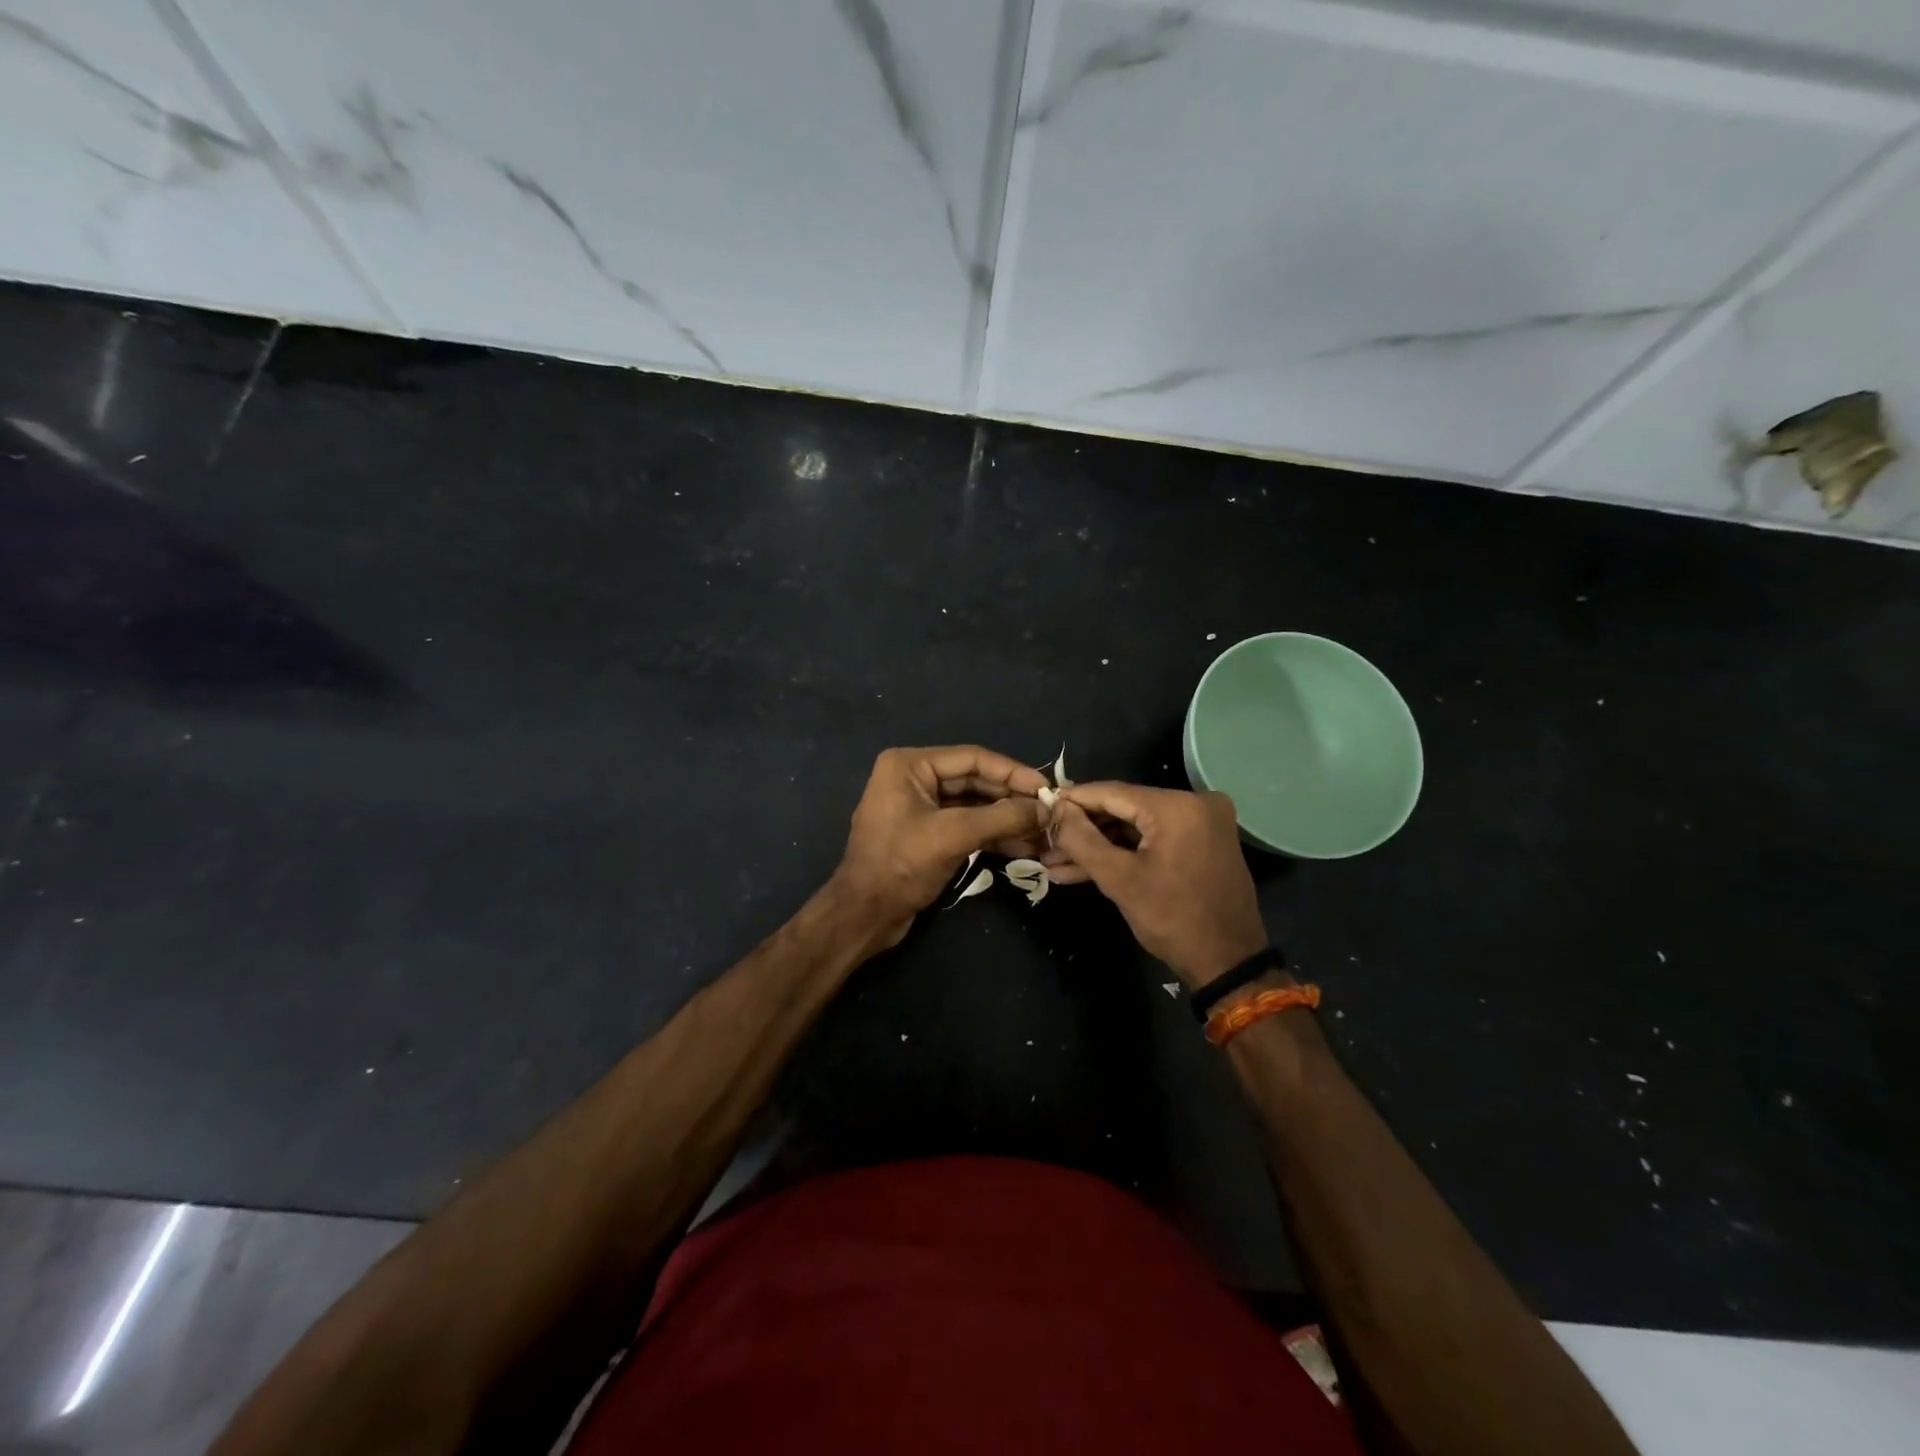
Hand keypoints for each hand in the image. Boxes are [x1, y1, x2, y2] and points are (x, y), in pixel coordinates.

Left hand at [832, 746, 1048, 943]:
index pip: (973, 758)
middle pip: (975, 780)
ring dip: (1007, 819)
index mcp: (910, 765)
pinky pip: (966, 826)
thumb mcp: (954, 835)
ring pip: (974, 806)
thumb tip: (1047, 809)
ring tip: (1044, 833)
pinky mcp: (927, 834)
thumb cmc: (901, 865)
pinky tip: (1024, 847)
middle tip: (1050, 812)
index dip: (1013, 772)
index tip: (1048, 788)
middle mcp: (914, 778)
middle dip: (1012, 798)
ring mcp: (920, 807)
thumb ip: (1002, 818)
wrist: (864, 915)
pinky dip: (992, 835)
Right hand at [1047, 782, 1266, 987]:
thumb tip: (1057, 809)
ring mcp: (1203, 822)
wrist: (1228, 962)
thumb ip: (1082, 838)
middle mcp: (1196, 802)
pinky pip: (1154, 837)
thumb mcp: (1119, 879)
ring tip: (1056, 861)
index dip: (1073, 800)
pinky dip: (1125, 851)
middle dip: (1083, 829)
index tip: (1041, 805)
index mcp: (1177, 806)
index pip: (1112, 792)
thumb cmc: (1172, 919)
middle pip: (1124, 808)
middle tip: (1046, 841)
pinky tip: (1085, 868)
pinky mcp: (1203, 841)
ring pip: (1137, 825)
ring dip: (1100, 844)